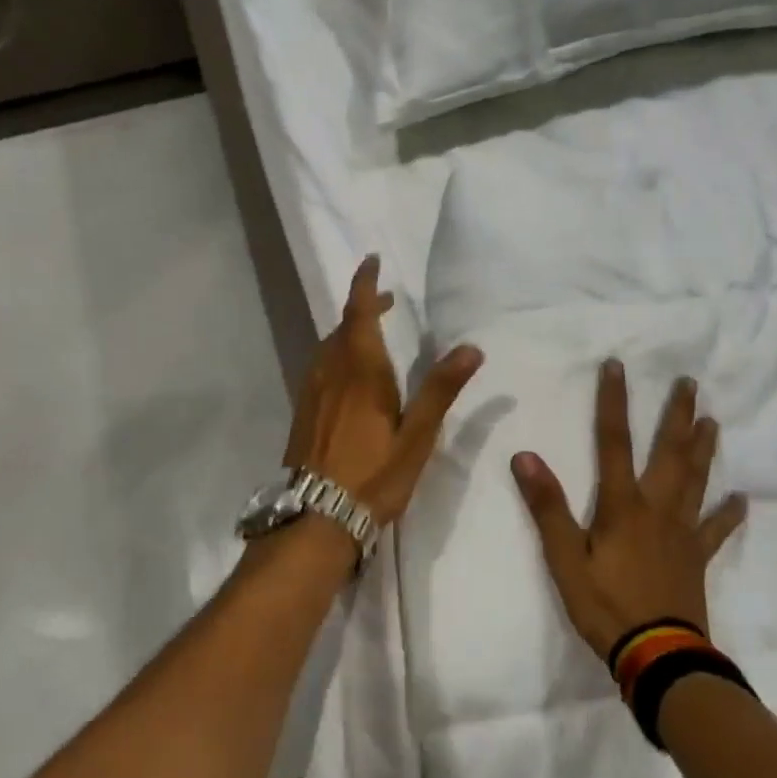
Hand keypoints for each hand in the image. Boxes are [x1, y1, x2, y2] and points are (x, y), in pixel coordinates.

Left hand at [286, 255, 483, 526]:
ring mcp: (312, 392)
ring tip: (373, 333)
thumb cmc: (374, 475)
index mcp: (360, 370)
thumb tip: (471, 347)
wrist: (317, 517)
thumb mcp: (417, 435)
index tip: (372, 260)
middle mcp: (331, 371)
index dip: (365, 283)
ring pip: (330, 347)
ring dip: (350, 331)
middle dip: (363, 307)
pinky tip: (351, 375)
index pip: (358, 312)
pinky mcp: (304, 412)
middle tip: (387, 301)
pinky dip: (339, 354)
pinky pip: (322, 367)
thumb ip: (441, 389)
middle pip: (344, 327)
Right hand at [512, 360, 747, 658]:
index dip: (613, 402)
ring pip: (696, 480)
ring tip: (712, 421)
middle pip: (668, 452)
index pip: (614, 442)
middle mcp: (657, 508)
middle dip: (676, 415)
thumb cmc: (605, 605)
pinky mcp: (697, 557)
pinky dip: (729, 513)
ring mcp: (682, 532)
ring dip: (703, 448)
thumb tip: (525, 456)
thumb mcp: (564, 558)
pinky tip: (742, 499)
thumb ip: (547, 507)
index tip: (617, 366)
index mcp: (622, 505)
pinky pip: (716, 529)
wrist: (658, 655)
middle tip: (689, 383)